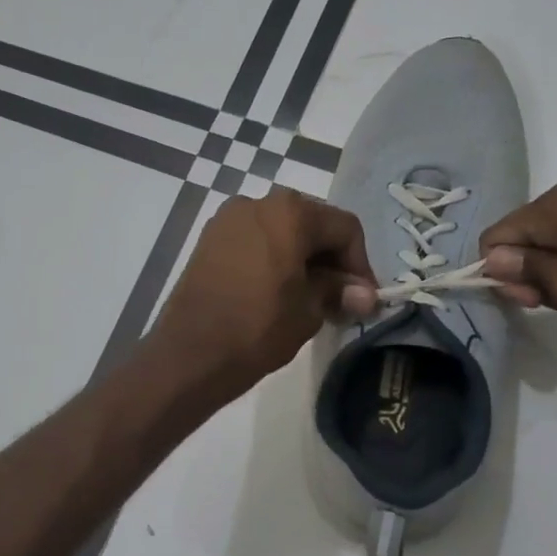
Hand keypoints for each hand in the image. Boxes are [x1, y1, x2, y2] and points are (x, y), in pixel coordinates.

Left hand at [154, 188, 376, 394]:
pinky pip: (254, 241)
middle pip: (311, 223)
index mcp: (290, 212)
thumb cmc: (258, 328)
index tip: (364, 299)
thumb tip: (366, 296)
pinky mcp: (208, 240)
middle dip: (331, 259)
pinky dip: (273, 259)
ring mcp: (227, 219)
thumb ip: (339, 293)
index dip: (361, 264)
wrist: (190, 353)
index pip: (344, 228)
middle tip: (341, 299)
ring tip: (310, 299)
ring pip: (281, 231)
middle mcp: (257, 202)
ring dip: (302, 259)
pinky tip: (277, 292)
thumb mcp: (308, 311)